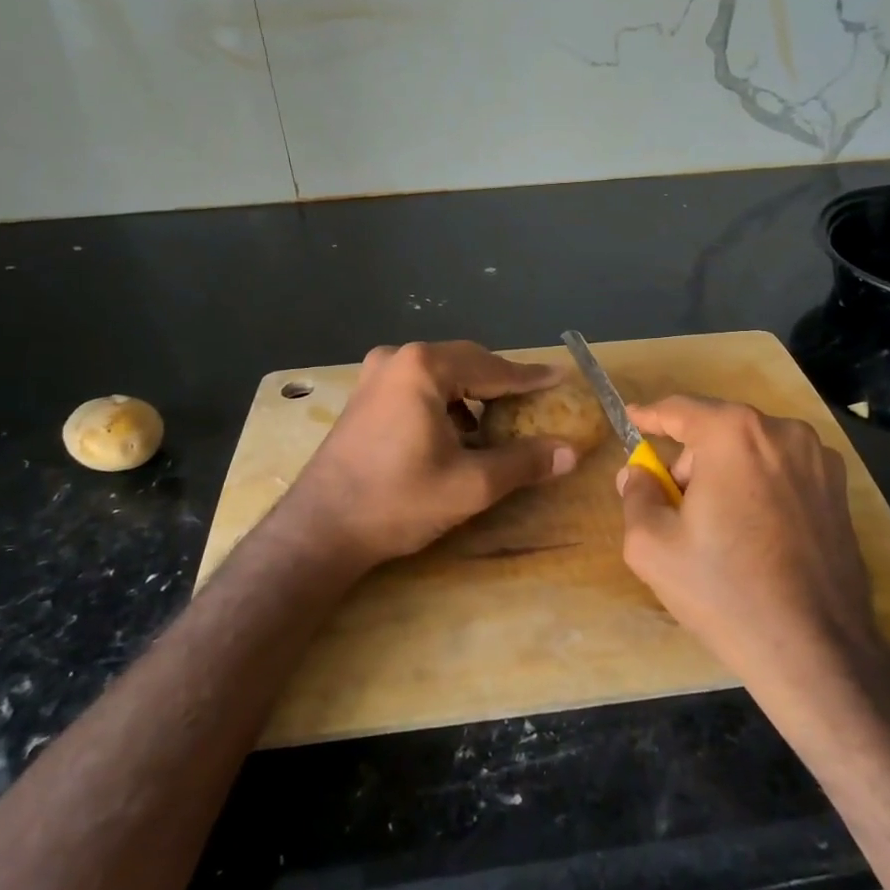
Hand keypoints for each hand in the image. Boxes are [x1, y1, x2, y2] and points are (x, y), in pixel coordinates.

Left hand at [275, 340, 579, 572]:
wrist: (319, 530)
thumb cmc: (397, 501)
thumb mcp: (471, 484)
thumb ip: (524, 462)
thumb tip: (570, 452)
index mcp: (424, 368)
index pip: (493, 368)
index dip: (531, 377)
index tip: (561, 377)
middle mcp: (398, 358)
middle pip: (466, 363)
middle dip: (502, 383)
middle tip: (535, 402)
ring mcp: (376, 375)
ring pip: (442, 374)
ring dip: (473, 394)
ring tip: (499, 421)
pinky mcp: (364, 396)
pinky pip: (419, 386)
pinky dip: (446, 402)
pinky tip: (457, 433)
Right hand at [617, 396, 889, 699]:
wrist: (815, 650)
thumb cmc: (724, 591)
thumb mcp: (652, 546)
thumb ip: (636, 496)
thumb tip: (637, 473)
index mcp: (733, 434)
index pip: (680, 409)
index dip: (650, 415)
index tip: (631, 418)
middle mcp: (782, 432)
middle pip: (718, 432)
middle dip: (691, 461)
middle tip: (674, 506)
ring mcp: (819, 459)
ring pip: (753, 451)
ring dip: (726, 473)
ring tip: (717, 528)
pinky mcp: (840, 490)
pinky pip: (783, 472)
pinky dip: (760, 487)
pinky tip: (755, 534)